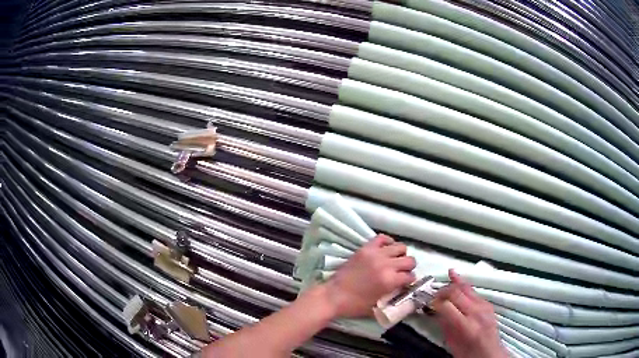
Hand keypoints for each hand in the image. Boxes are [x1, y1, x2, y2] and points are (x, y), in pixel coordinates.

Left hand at [321, 234, 416, 317]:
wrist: (333, 296)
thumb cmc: (354, 305)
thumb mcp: (378, 306)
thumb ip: (393, 297)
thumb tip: (403, 291)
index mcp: (390, 281)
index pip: (411, 276)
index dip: (409, 281)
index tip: (406, 283)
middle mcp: (386, 265)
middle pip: (410, 260)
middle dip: (409, 268)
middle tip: (402, 272)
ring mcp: (375, 254)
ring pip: (400, 247)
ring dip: (400, 255)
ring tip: (394, 260)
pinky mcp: (365, 248)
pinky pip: (382, 238)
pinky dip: (387, 242)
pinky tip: (386, 250)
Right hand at [433, 270, 507, 357]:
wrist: (489, 353)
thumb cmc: (468, 353)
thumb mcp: (452, 343)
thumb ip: (445, 326)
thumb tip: (437, 312)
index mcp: (466, 326)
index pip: (447, 306)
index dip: (436, 302)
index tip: (429, 303)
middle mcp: (477, 313)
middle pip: (457, 293)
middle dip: (443, 291)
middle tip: (434, 294)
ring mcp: (484, 306)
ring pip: (467, 288)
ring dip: (454, 284)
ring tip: (446, 278)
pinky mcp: (488, 304)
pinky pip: (474, 291)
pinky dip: (464, 285)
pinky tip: (457, 279)